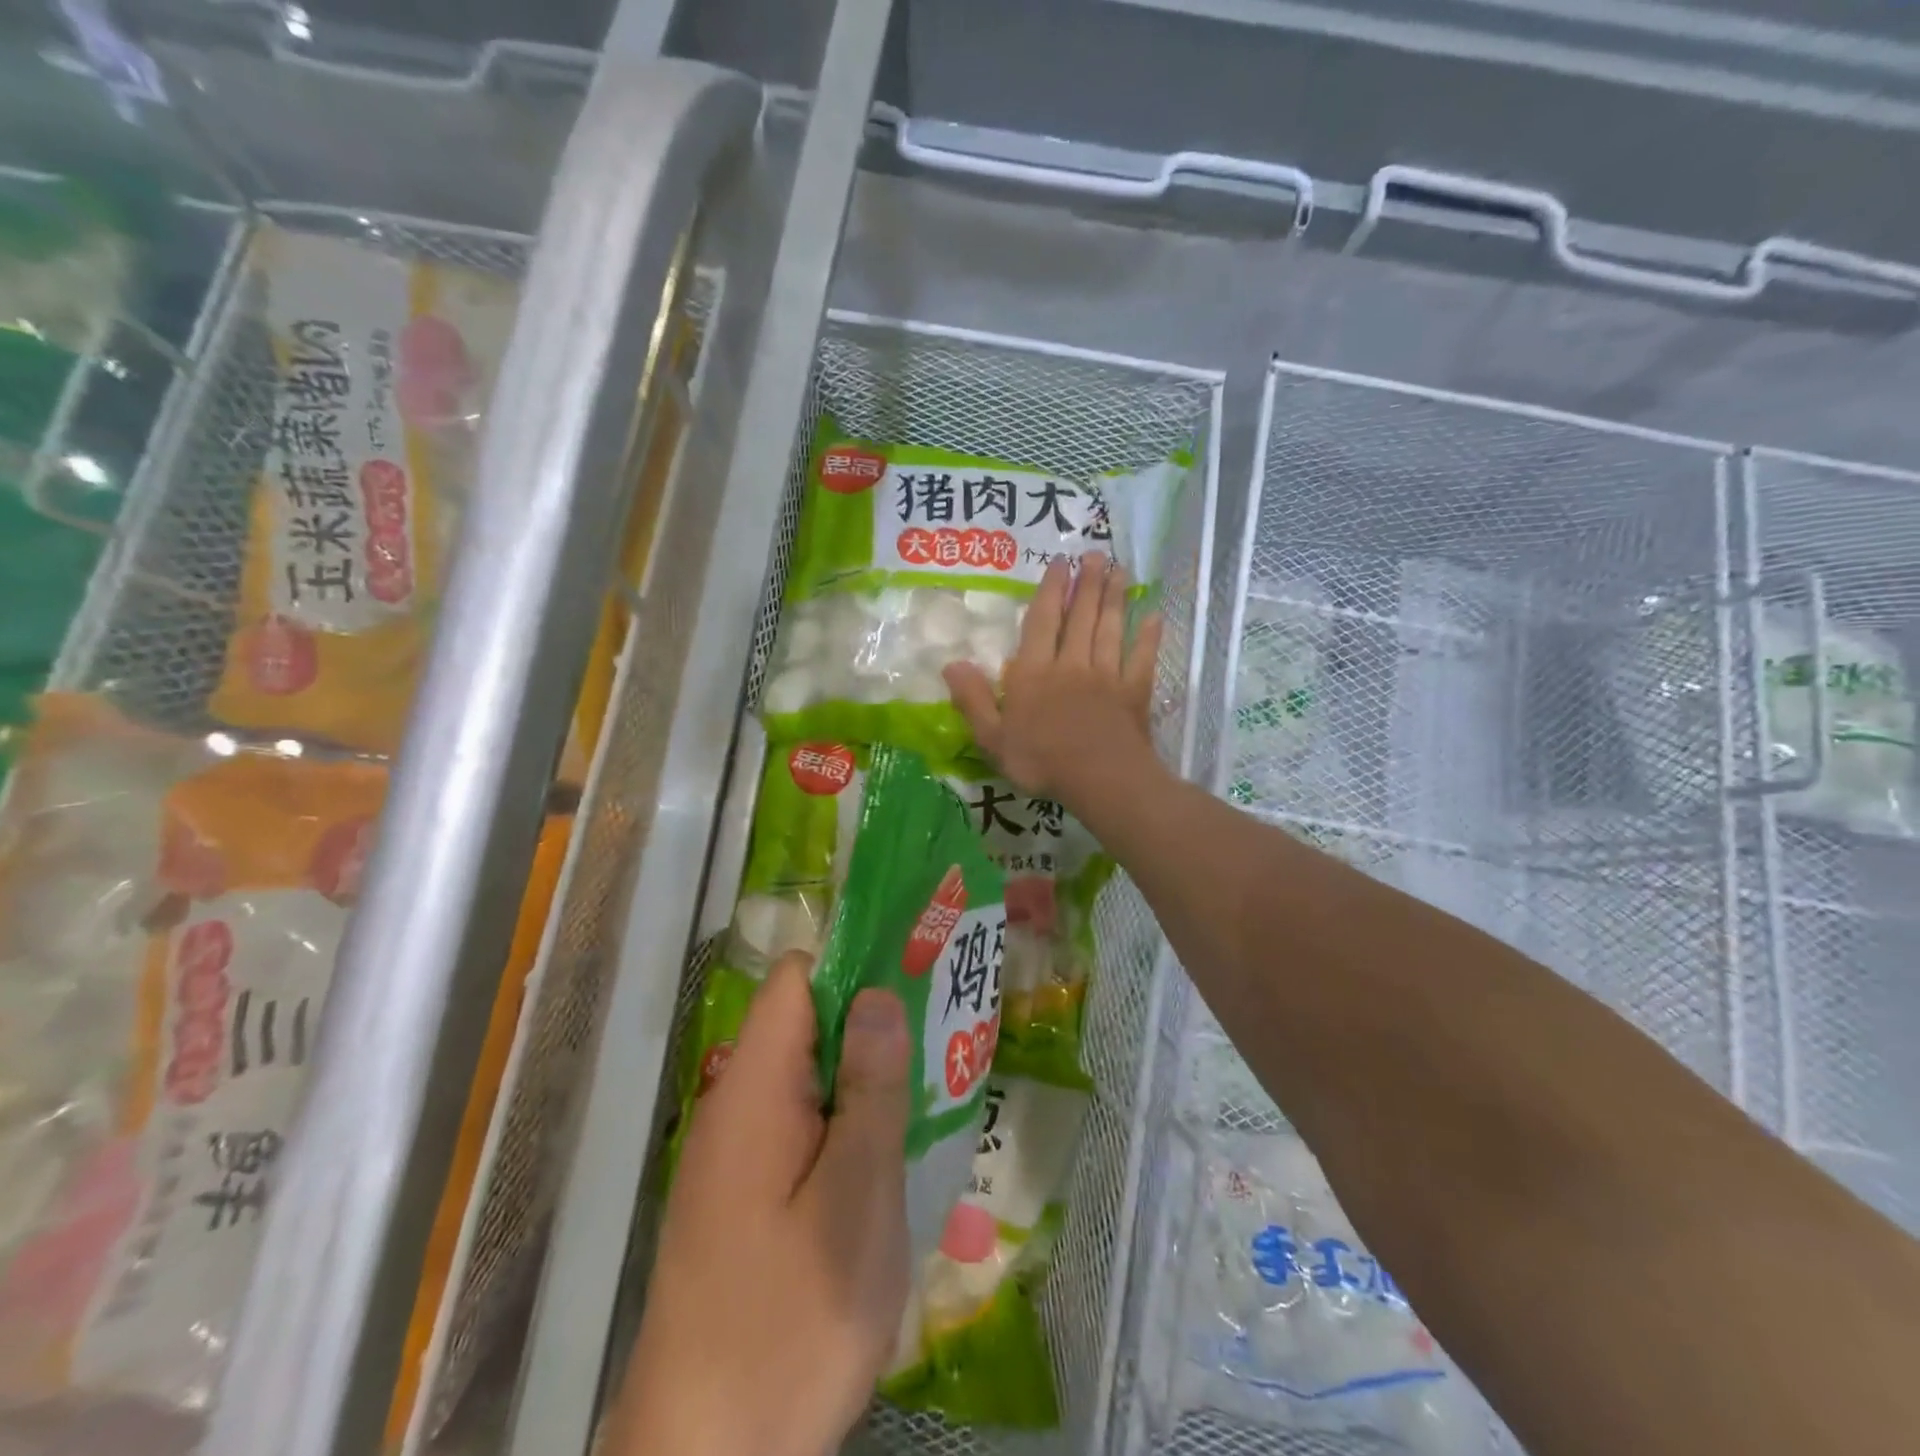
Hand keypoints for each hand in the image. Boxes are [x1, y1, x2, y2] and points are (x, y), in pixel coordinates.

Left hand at [610, 954, 910, 1455]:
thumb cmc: (790, 1322)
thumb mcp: (855, 1198)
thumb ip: (871, 1089)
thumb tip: (878, 994)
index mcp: (755, 1088)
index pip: (795, 979)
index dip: (853, 965)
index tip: (914, 977)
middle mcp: (734, 1106)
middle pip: (804, 1024)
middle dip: (871, 1024)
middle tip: (940, 1041)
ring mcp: (734, 1154)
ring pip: (807, 1078)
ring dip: (863, 1079)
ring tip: (928, 1096)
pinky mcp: (741, 1196)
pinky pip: (798, 1127)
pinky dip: (843, 1125)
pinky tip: (886, 1159)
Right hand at [944, 553, 1162, 808]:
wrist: (1101, 781)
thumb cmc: (1041, 761)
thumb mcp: (993, 738)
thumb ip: (973, 699)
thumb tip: (951, 663)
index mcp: (1035, 673)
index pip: (1042, 622)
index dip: (1050, 591)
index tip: (1059, 563)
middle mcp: (1071, 664)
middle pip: (1080, 617)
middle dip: (1087, 583)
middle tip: (1095, 554)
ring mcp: (1107, 676)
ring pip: (1110, 629)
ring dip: (1115, 598)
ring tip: (1120, 570)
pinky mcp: (1134, 692)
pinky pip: (1142, 658)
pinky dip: (1148, 637)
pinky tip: (1154, 617)